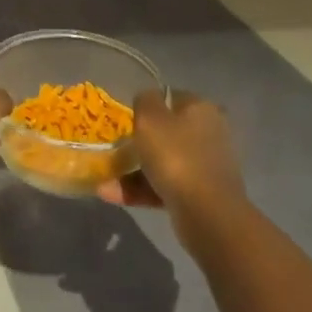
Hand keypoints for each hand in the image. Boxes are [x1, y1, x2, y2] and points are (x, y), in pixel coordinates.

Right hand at [98, 90, 244, 218]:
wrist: (207, 214)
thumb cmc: (176, 156)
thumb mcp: (150, 118)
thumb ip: (144, 100)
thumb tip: (146, 99)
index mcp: (201, 109)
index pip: (170, 98)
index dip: (146, 106)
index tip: (125, 120)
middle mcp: (208, 133)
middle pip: (166, 133)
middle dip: (137, 143)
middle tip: (114, 150)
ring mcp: (205, 166)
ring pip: (163, 162)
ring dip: (133, 171)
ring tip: (103, 182)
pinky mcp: (200, 194)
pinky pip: (165, 186)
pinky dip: (141, 190)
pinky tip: (112, 195)